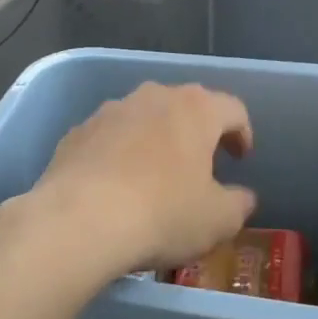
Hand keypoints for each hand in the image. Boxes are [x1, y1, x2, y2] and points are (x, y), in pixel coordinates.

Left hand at [24, 82, 256, 277]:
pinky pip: (108, 138)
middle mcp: (152, 97)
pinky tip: (114, 186)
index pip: (232, 109)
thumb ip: (238, 203)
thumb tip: (242, 196)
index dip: (242, 133)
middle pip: (184, 107)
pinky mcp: (76, 133)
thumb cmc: (162, 214)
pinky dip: (118, 155)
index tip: (240, 159)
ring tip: (154, 176)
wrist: (78, 221)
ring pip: (142, 119)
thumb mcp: (218, 220)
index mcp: (195, 109)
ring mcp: (109, 111)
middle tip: (200, 164)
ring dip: (154, 140)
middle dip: (196, 132)